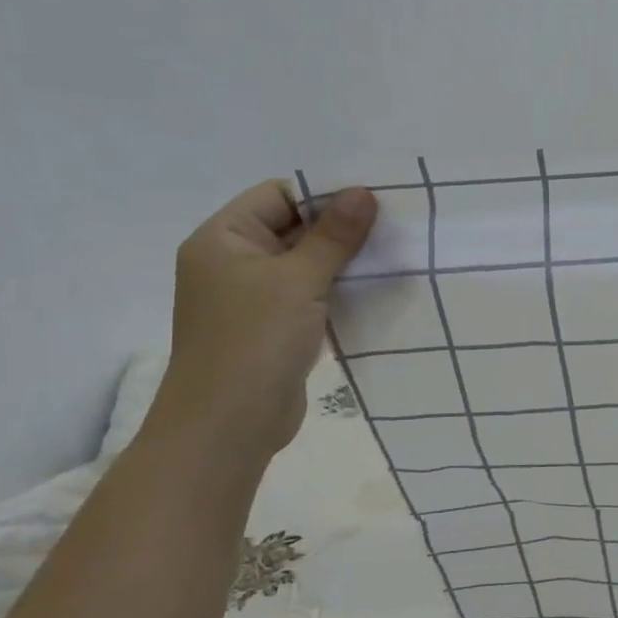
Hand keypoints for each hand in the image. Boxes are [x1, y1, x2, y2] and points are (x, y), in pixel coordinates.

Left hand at [149, 181, 376, 457]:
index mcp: (224, 239)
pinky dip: (338, 290)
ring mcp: (253, 298)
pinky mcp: (274, 327)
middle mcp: (234, 262)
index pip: (279, 196)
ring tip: (392, 255)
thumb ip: (333, 236)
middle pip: (294, 228)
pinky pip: (310, 295)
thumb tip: (363, 192)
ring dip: (344, 262)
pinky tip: (375, 290)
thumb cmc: (255, 341)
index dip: (324, 196)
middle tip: (394, 226)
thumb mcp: (298, 280)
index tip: (374, 203)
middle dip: (341, 229)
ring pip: (306, 264)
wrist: (228, 425)